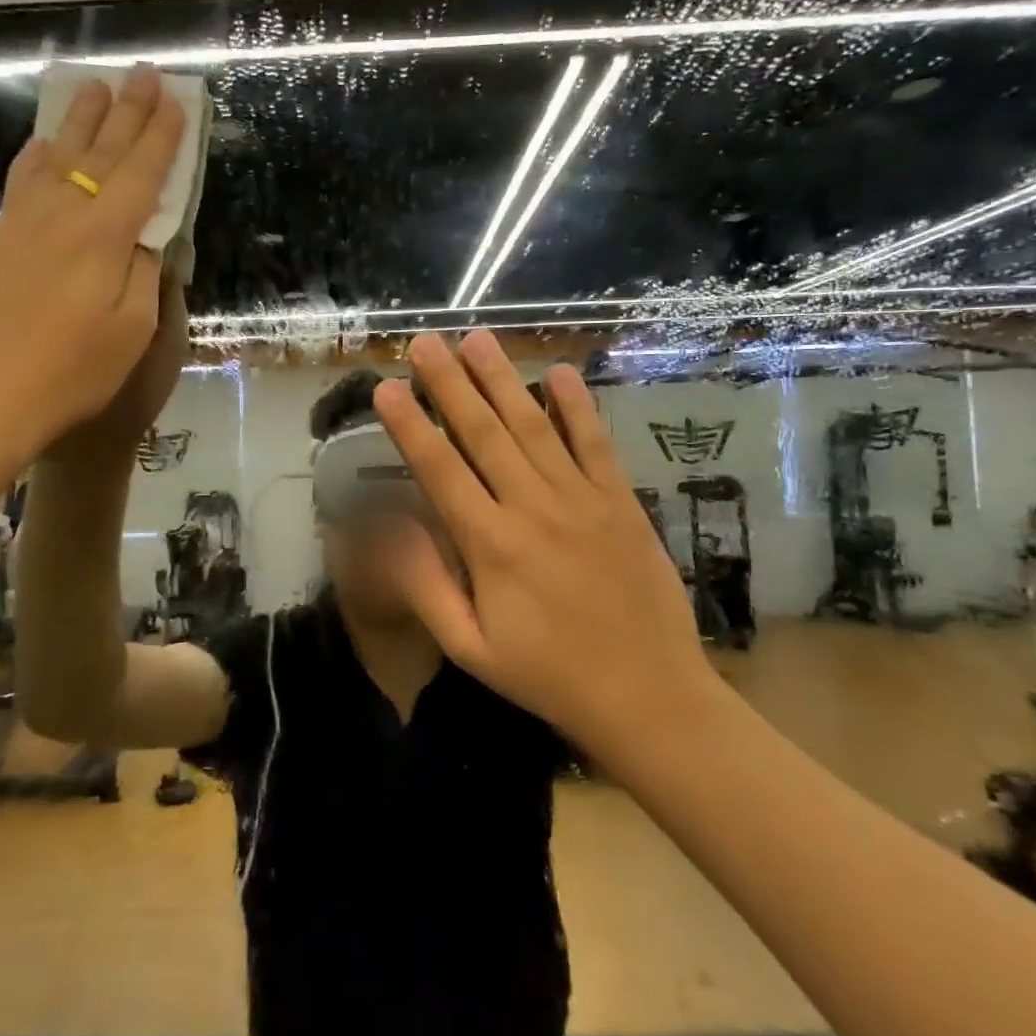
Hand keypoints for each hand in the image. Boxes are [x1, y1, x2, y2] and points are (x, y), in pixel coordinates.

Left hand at [0, 66, 184, 473]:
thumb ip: (144, 275)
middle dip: (127, 111)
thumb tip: (148, 237)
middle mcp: (61, 215)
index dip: (161, 136)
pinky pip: (23, 179)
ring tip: (94, 87)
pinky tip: (42, 143)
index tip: (177, 100)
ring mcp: (20, 224)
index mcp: (103, 238)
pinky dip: (39, 152)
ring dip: (80, 120)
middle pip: (100, 152)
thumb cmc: (70, 374)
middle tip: (143, 73)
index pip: (140, 173)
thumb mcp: (131, 332)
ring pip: (56, 156)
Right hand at [372, 331, 717, 756]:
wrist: (648, 696)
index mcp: (490, 545)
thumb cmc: (547, 676)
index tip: (387, 387)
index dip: (410, 426)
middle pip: (483, 433)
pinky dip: (577, 406)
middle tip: (425, 342)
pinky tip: (559, 372)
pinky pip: (595, 443)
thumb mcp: (469, 647)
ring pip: (534, 426)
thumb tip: (390, 527)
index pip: (439, 470)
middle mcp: (533, 508)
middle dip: (450, 384)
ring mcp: (582, 500)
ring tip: (477, 339)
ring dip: (502, 380)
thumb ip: (426, 584)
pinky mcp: (621, 502)